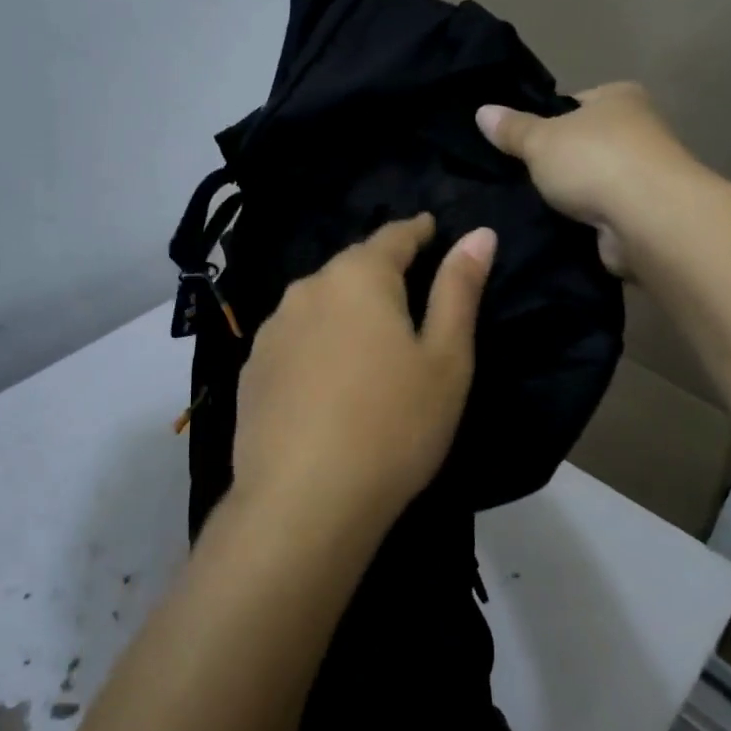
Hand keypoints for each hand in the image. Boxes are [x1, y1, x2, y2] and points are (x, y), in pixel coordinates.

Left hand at [229, 215, 495, 537]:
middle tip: (407, 288)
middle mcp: (307, 291)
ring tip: (366, 337)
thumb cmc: (394, 426)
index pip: (392, 236)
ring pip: (317, 304)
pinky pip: (293, 341)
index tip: (430, 229)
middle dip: (379, 270)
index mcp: (358, 278)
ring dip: (344, 309)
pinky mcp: (251, 372)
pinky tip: (327, 378)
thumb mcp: (446, 359)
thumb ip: (459, 290)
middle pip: (350, 268)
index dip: (417, 231)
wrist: (304, 502)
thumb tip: (479, 234)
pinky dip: (316, 345)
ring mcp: (271, 332)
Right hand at [477, 82, 695, 276]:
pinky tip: (556, 229)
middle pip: (584, 144)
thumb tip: (482, 112)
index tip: (519, 143)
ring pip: (592, 182)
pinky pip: (601, 214)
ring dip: (570, 196)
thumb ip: (511, 129)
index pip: (575, 103)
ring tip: (530, 207)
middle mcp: (639, 130)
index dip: (545, 121)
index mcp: (620, 97)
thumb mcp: (540, 140)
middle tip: (517, 178)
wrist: (647, 218)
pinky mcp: (643, 214)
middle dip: (556, 163)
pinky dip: (583, 222)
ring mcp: (644, 175)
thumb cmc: (594, 161)